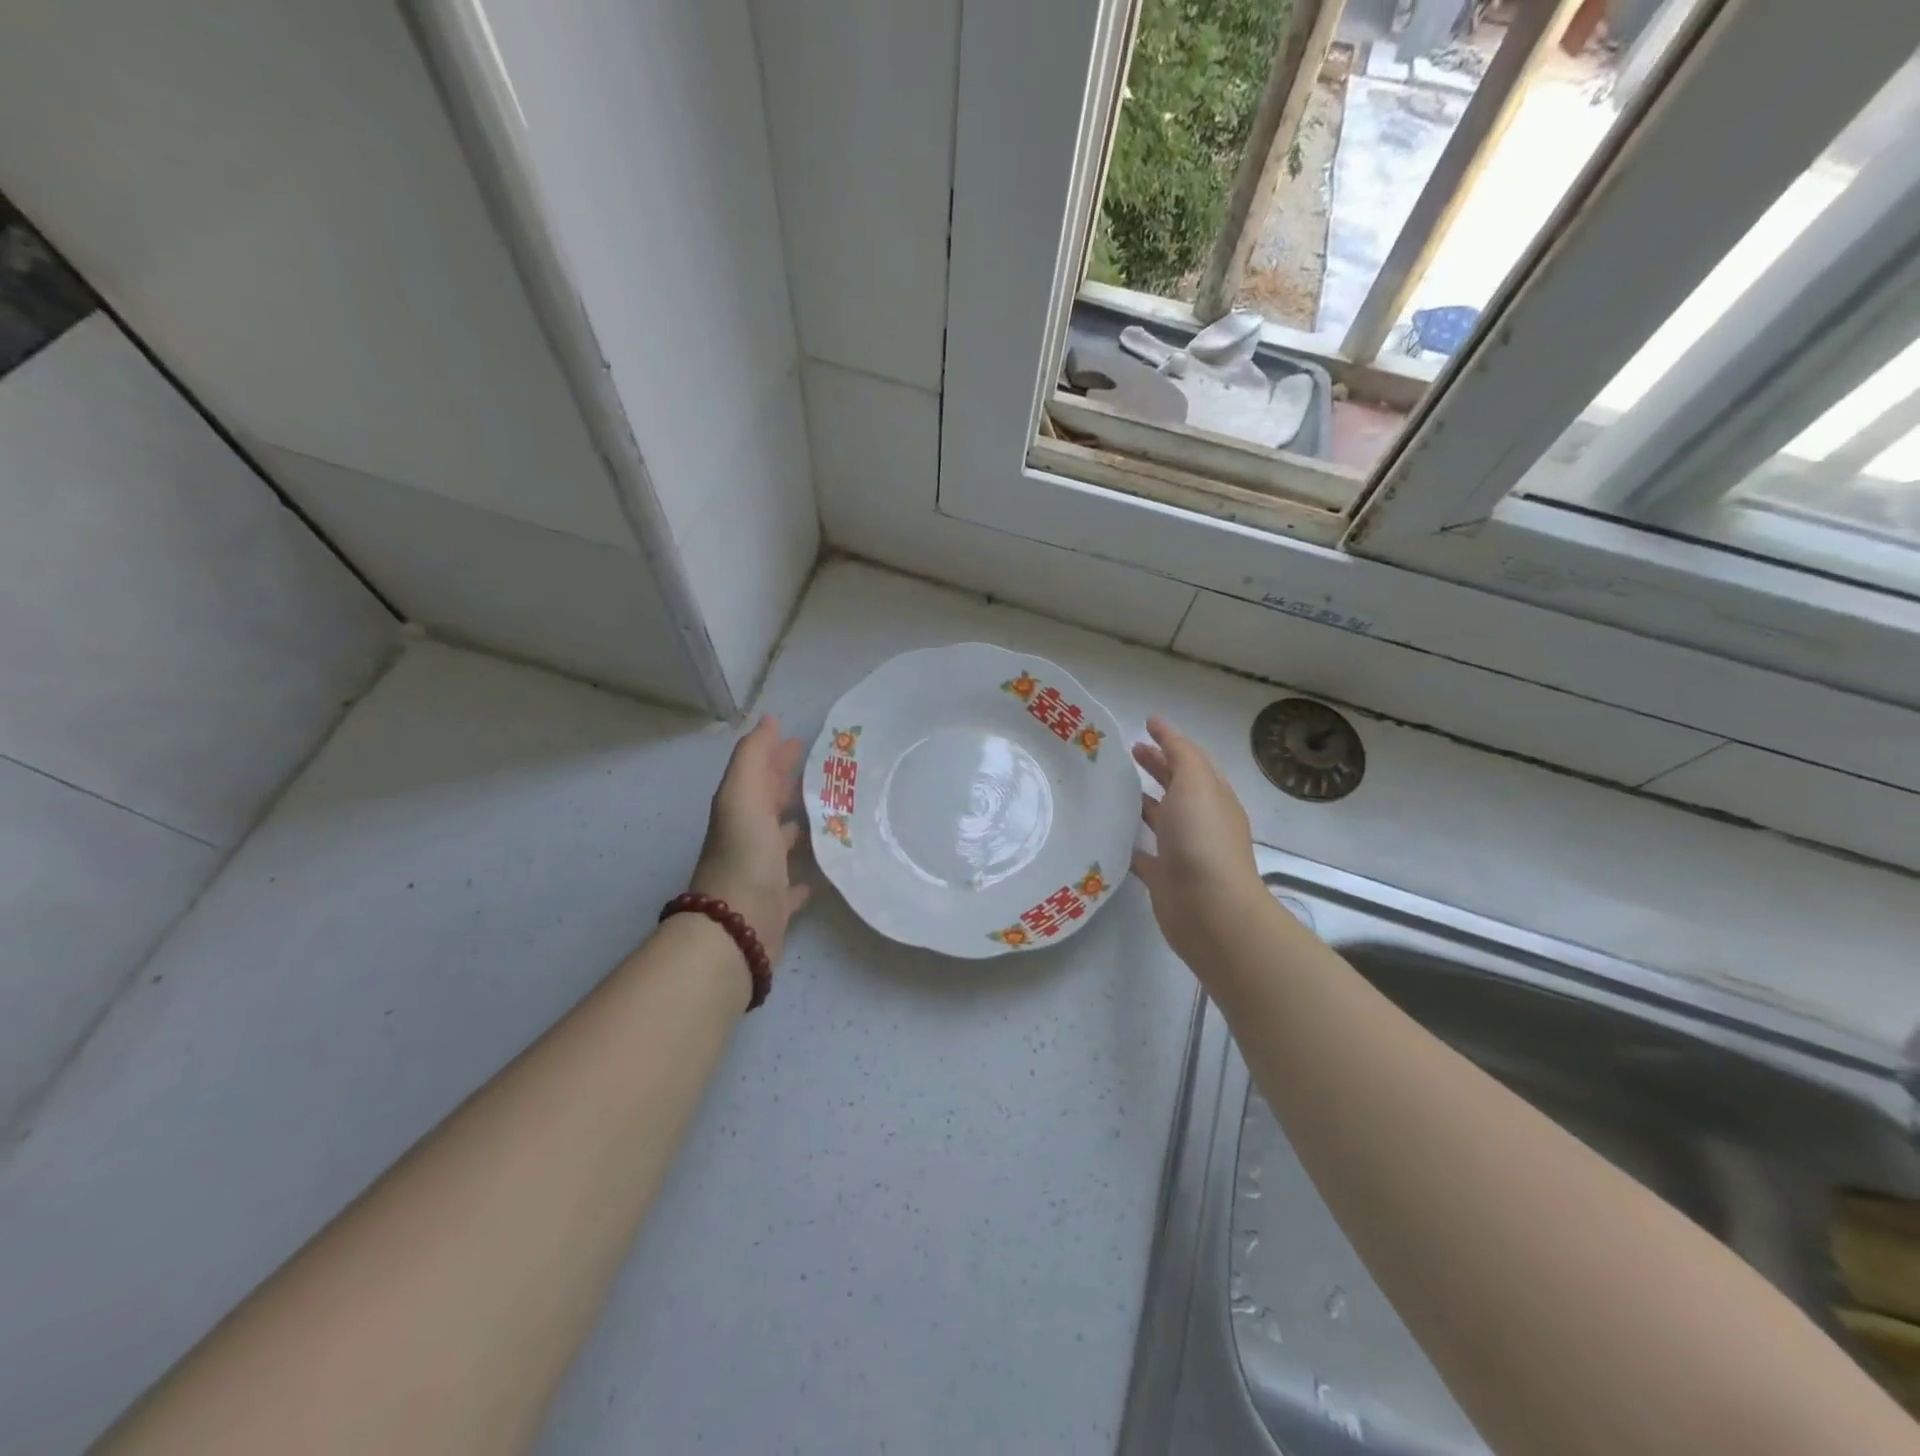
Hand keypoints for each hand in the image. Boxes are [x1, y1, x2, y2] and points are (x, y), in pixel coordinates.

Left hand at [689, 715, 811, 963]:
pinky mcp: (778, 903)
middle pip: (772, 804)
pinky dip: (808, 873)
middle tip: (830, 772)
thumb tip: (768, 720)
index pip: (761, 773)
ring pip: (785, 840)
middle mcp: (749, 837)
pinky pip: (796, 883)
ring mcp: (763, 871)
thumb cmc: (744, 855)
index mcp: (741, 810)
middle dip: (794, 785)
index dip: (778, 754)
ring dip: (804, 825)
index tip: (804, 739)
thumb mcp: (743, 796)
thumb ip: (753, 757)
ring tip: (837, 812)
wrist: (736, 927)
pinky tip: (827, 867)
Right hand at [1132, 716, 1263, 967]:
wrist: (1210, 909)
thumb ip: (1181, 755)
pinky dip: (1129, 842)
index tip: (1145, 725)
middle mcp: (1200, 822)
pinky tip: (1108, 834)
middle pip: (1176, 787)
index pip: (1191, 761)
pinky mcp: (1164, 878)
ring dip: (1141, 802)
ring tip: (1112, 788)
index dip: (1170, 741)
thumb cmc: (1203, 840)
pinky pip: (1143, 855)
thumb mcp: (1196, 784)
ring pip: (1160, 819)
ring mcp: (1182, 851)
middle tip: (1127, 753)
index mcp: (1212, 797)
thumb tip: (1162, 729)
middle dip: (1157, 767)